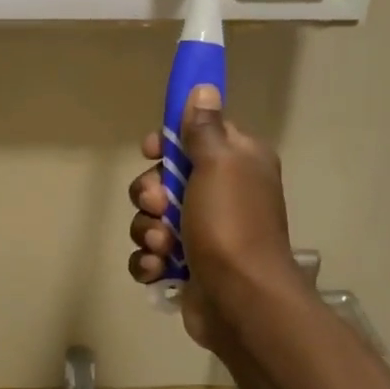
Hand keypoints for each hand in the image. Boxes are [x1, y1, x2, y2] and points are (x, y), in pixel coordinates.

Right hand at [126, 85, 304, 349]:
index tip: (152, 151)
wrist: (241, 301)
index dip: (168, 142)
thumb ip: (205, 127)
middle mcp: (221, 194)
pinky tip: (158, 269)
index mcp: (237, 163)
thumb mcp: (218, 164)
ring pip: (152, 218)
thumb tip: (204, 87)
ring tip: (162, 247)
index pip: (195, 136)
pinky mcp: (186, 266)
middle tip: (158, 206)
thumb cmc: (231, 225)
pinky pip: (151, 254)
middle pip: (164, 179)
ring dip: (148, 230)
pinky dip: (149, 261)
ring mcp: (202, 233)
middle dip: (150, 193)